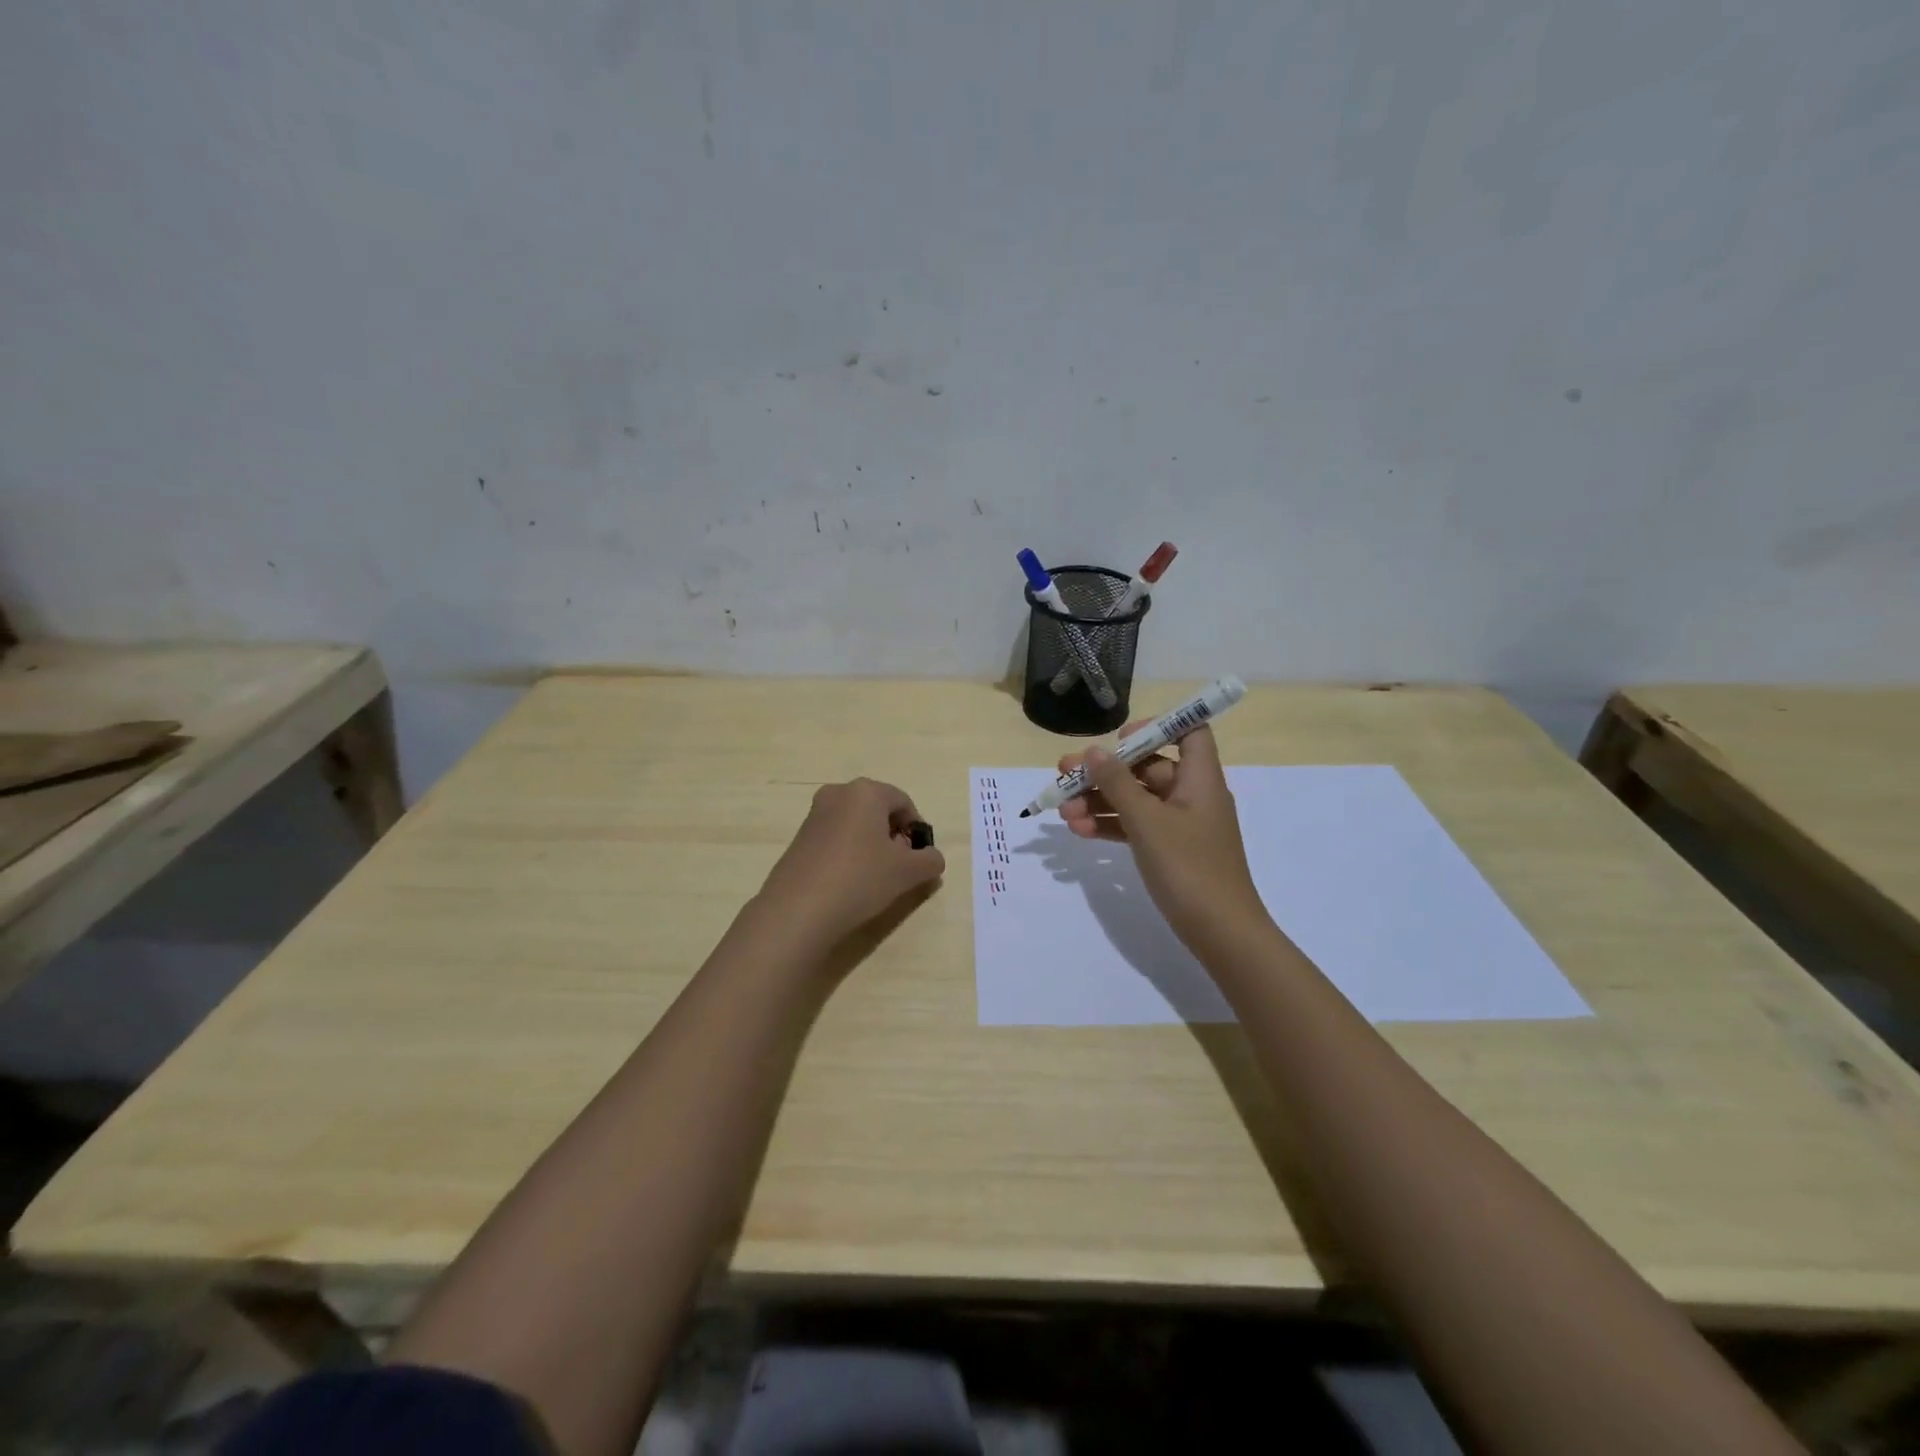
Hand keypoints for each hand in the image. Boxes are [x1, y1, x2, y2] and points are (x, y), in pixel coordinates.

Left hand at [756, 777, 945, 949]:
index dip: (917, 829)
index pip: (904, 802)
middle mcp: (838, 793)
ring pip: (856, 824)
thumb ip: (929, 861)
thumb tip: (932, 857)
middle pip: (878, 810)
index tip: (920, 858)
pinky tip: (850, 882)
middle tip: (900, 867)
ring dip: (871, 845)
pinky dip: (849, 853)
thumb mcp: (907, 872)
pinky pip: (835, 838)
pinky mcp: (799, 838)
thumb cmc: (860, 878)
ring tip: (875, 878)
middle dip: (894, 836)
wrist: (798, 910)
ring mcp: (814, 815)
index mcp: (866, 791)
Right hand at [1057, 725, 1269, 953]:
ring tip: (1062, 811)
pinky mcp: (1170, 850)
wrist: (1221, 933)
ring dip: (1099, 801)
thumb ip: (1118, 783)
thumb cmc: (1189, 868)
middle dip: (1104, 772)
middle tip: (1064, 774)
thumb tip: (1095, 751)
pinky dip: (1110, 825)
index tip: (1119, 739)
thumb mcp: (1147, 822)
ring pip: (1135, 800)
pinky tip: (1078, 831)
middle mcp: (1191, 795)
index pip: (1189, 732)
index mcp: (1199, 778)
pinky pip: (1136, 826)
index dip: (1156, 727)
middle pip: (1146, 767)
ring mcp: (1180, 825)